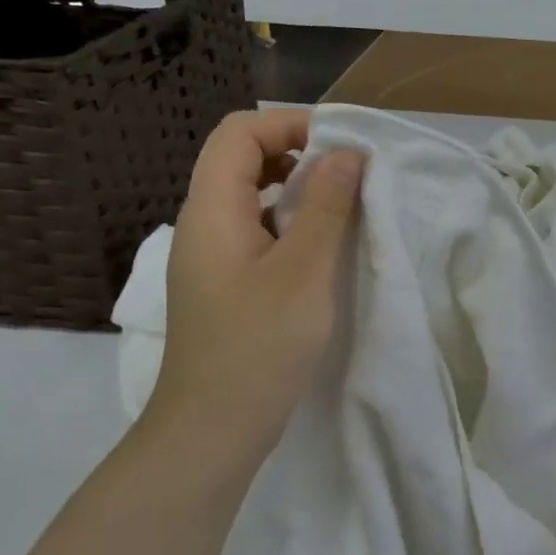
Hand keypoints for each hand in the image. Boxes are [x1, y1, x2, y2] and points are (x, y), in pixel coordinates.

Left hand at [142, 109, 362, 460]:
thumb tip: (347, 153)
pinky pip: (258, 233)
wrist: (213, 430)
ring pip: (253, 199)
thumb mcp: (304, 272)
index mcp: (213, 210)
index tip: (343, 146)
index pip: (239, 133)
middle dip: (299, 155)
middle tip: (351, 176)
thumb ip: (327, 207)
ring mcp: (212, 257)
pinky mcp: (226, 285)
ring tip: (345, 210)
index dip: (289, 124)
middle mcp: (204, 224)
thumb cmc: (259, 346)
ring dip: (299, 192)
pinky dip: (292, 226)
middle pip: (243, 160)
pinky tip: (325, 252)